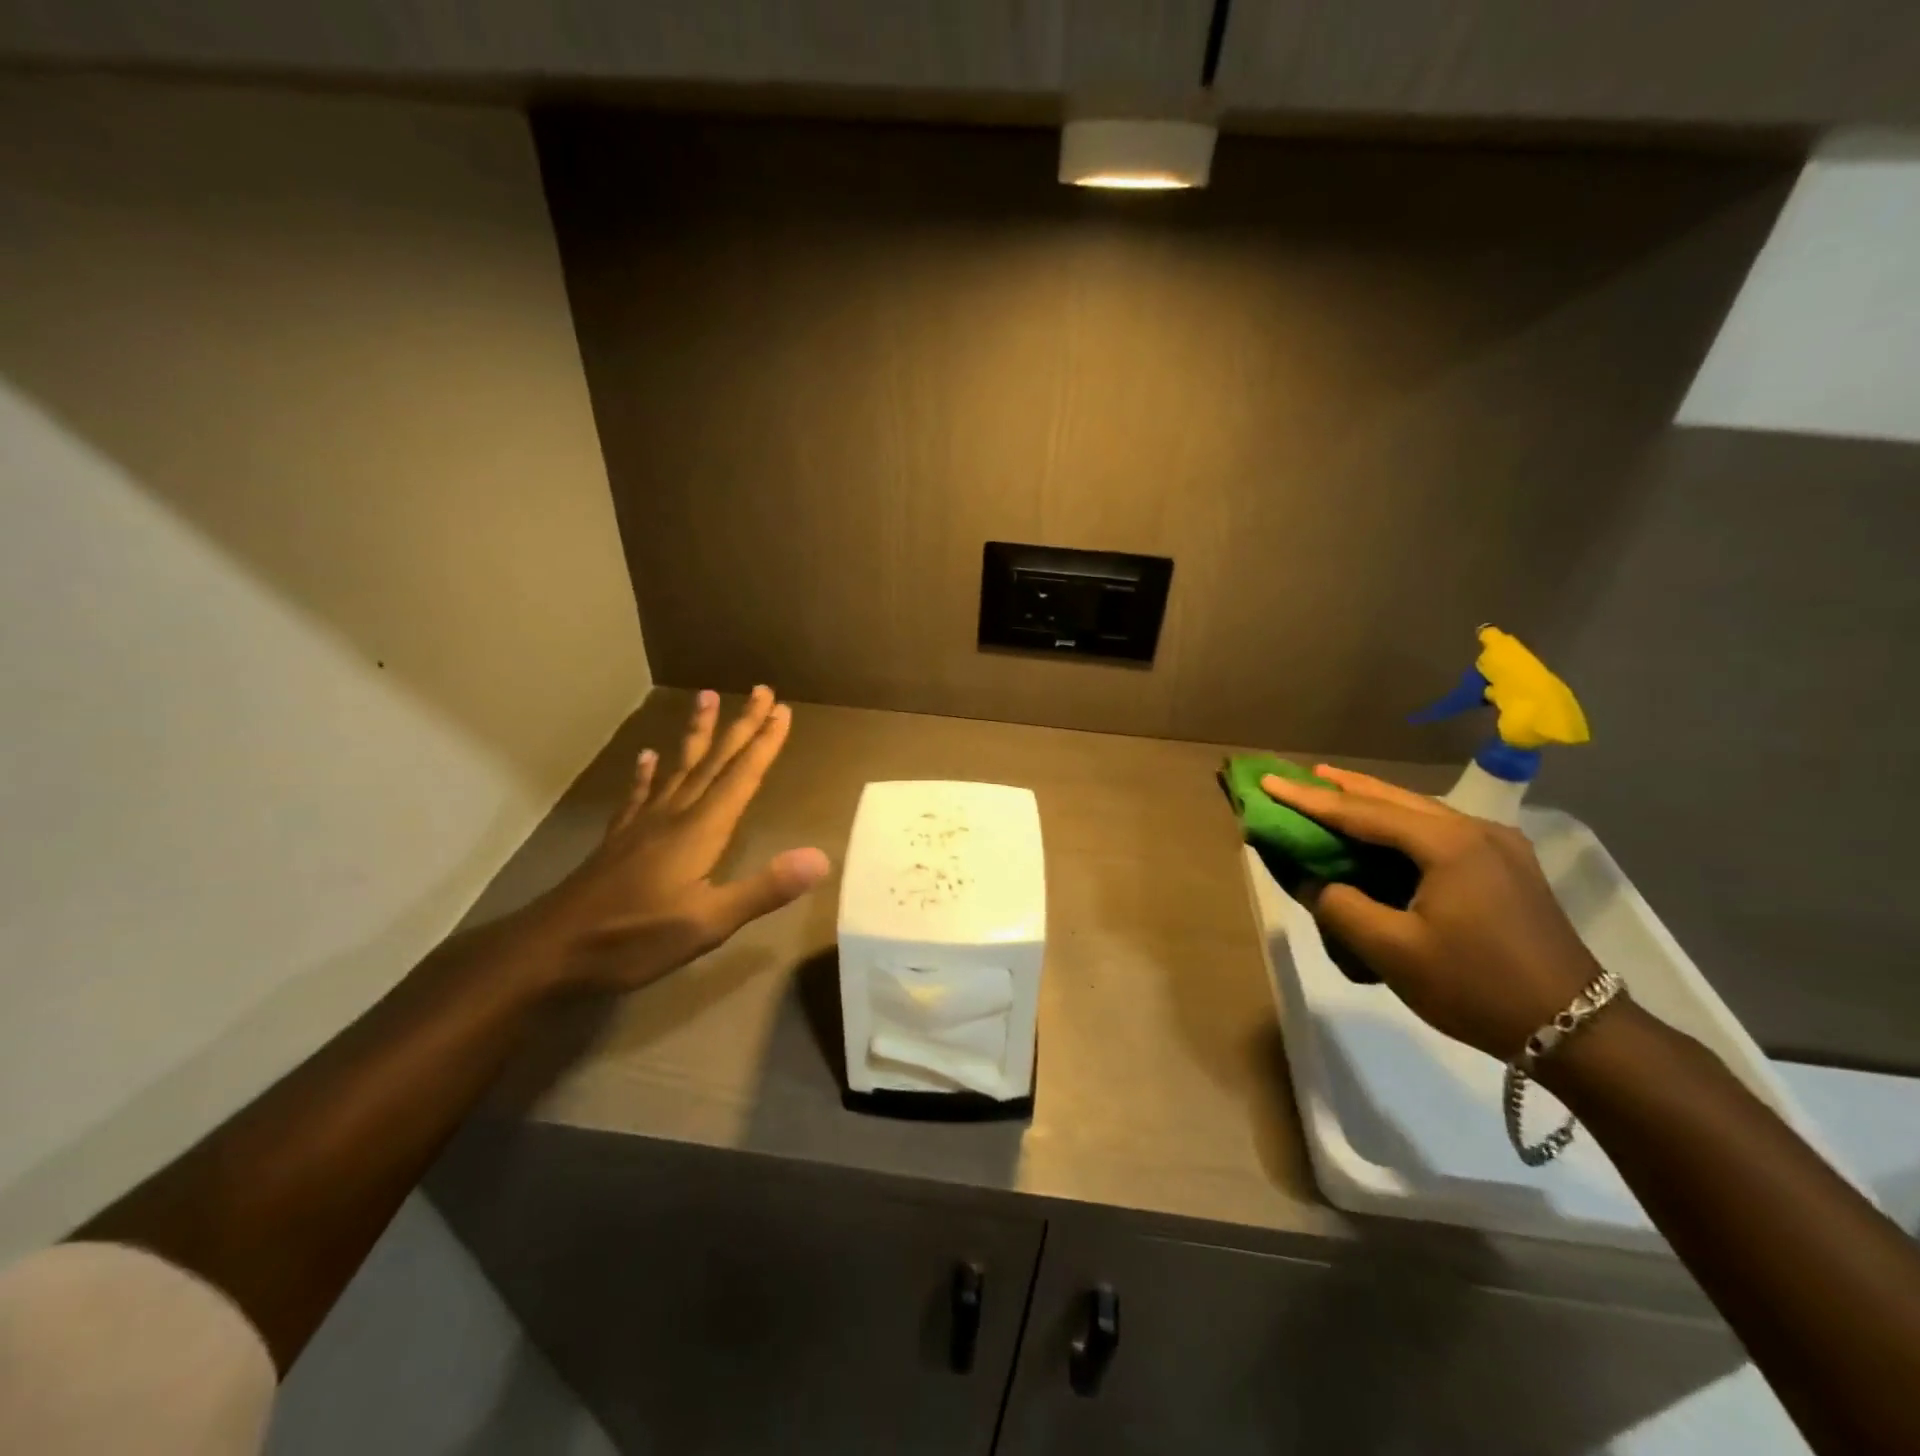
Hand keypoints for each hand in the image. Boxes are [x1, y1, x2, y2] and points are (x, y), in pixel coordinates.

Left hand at [535, 687, 830, 993]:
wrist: (550, 951)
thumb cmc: (634, 939)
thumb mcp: (708, 923)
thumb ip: (764, 889)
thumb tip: (820, 857)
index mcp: (700, 831)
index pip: (741, 777)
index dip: (765, 744)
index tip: (783, 711)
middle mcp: (674, 815)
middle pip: (715, 762)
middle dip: (741, 726)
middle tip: (761, 690)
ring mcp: (642, 824)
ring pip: (678, 767)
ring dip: (697, 733)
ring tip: (706, 696)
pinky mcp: (619, 839)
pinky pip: (639, 794)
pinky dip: (646, 772)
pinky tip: (647, 756)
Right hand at [1260, 765, 1599, 1059]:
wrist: (1578, 1030)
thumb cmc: (1477, 986)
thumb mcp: (1393, 952)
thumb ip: (1342, 908)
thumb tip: (1317, 884)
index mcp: (1448, 844)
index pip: (1362, 813)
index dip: (1309, 800)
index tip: (1269, 781)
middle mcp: (1476, 831)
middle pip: (1395, 799)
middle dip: (1343, 787)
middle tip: (1301, 775)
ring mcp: (1499, 847)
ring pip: (1420, 811)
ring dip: (1374, 802)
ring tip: (1335, 790)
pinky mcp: (1509, 868)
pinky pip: (1440, 830)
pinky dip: (1402, 823)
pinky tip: (1389, 829)